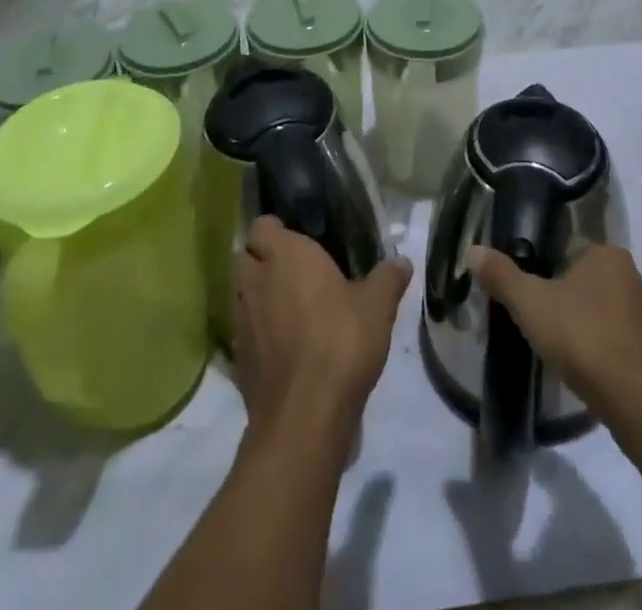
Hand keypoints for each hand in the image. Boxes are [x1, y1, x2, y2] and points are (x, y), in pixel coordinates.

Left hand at [234, 217, 411, 438]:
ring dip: (260, 296)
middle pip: (246, 256)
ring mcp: (241, 321)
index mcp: (284, 254)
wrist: (305, 416)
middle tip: (296, 271)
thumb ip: (388, 278)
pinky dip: (259, 334)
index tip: (298, 240)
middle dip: (263, 260)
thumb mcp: (377, 306)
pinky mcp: (238, 359)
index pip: (262, 225)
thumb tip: (402, 261)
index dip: (276, 230)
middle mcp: (255, 280)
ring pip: (242, 294)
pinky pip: (245, 333)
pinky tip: (285, 347)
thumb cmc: (341, 341)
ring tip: (291, 309)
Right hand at [466, 243, 641, 418]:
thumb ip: (502, 276)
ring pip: (626, 321)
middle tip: (557, 332)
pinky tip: (609, 386)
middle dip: (583, 305)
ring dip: (608, 335)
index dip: (557, 275)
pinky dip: (628, 365)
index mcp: (609, 257)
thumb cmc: (583, 338)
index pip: (578, 254)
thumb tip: (472, 250)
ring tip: (583, 362)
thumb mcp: (530, 304)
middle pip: (603, 286)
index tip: (542, 300)